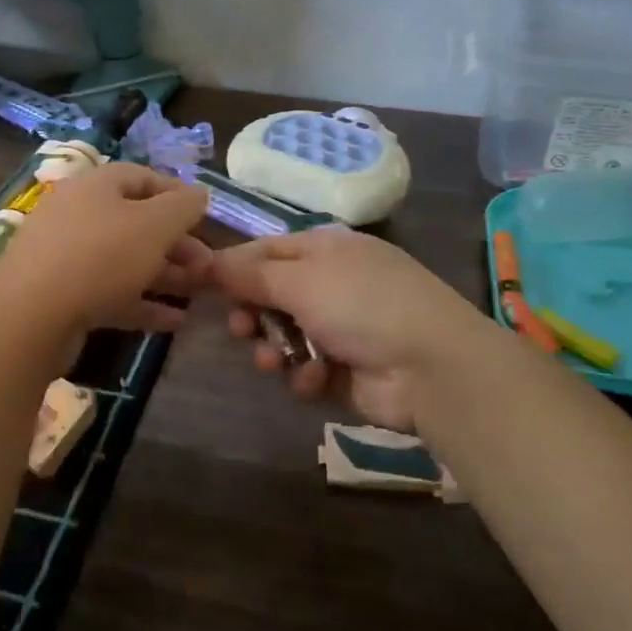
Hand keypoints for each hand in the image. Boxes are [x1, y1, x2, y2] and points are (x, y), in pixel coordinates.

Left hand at [0, 163, 210, 342]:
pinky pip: (110, 293)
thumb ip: (183, 207)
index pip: (142, 177)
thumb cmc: (100, 256)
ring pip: (125, 260)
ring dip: (164, 275)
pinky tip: (174, 322)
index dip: (177, 194)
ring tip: (198, 292)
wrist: (30, 317)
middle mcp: (78, 214)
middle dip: (176, 243)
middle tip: (207, 266)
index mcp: (95, 186)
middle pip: (135, 222)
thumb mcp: (154, 225)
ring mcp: (67, 257)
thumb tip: (200, 194)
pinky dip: (142, 303)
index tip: (206, 216)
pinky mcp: (62, 296)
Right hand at [213, 227, 497, 431]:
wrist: (430, 366)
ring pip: (283, 336)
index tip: (200, 285)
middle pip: (270, 295)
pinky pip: (306, 369)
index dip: (233, 267)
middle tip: (241, 329)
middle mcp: (330, 284)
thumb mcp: (301, 280)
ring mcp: (340, 327)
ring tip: (275, 362)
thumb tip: (208, 260)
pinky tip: (315, 380)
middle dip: (251, 314)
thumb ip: (250, 274)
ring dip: (274, 349)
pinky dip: (306, 375)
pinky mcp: (344, 369)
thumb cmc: (361, 305)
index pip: (265, 251)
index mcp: (324, 250)